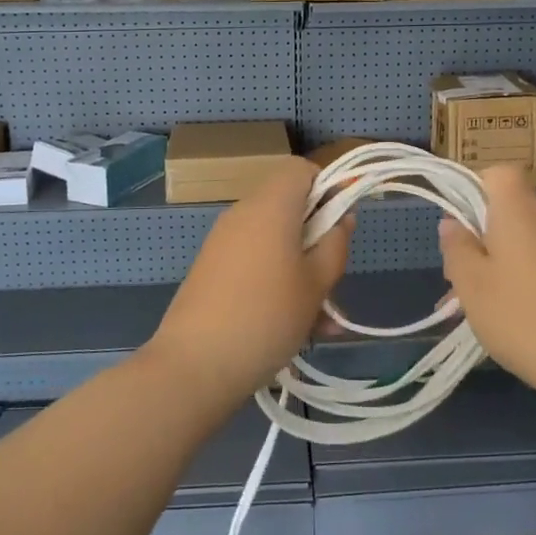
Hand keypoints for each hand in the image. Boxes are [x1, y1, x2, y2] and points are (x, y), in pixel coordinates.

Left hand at [144, 157, 352, 410]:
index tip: (340, 224)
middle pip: (290, 208)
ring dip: (302, 272)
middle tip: (333, 282)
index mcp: (271, 206)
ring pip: (276, 243)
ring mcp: (224, 242)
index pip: (300, 168)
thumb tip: (341, 217)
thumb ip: (335, 244)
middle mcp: (243, 214)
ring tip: (323, 324)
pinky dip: (277, 284)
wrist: (194, 365)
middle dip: (318, 240)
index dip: (326, 187)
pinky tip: (295, 330)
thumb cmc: (267, 316)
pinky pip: (255, 264)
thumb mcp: (317, 283)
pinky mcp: (212, 270)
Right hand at [437, 165, 535, 397]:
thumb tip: (453, 223)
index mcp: (519, 211)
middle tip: (462, 278)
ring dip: (501, 263)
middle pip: (510, 210)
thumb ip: (457, 248)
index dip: (475, 190)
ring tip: (482, 308)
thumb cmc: (525, 318)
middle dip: (482, 236)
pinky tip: (517, 319)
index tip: (459, 227)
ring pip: (525, 241)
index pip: (499, 173)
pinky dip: (526, 279)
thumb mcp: (472, 285)